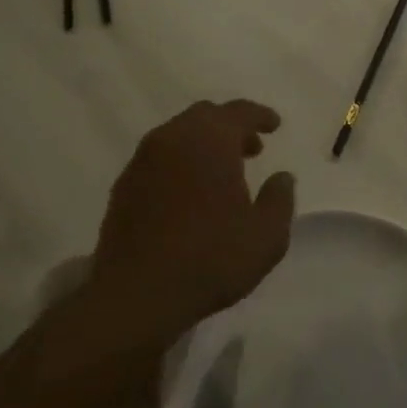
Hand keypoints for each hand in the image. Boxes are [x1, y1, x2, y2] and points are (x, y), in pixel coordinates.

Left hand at [83, 100, 295, 349]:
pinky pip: (159, 158)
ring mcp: (143, 160)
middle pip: (205, 116)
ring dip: (203, 143)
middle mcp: (173, 139)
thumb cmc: (210, 259)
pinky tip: (190, 192)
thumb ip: (280, 199)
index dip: (261, 116)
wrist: (136, 295)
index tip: (275, 126)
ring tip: (221, 172)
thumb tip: (282, 177)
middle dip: (231, 127)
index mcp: (210, 140)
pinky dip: (180, 162)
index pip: (239, 112)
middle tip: (251, 149)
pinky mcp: (124, 185)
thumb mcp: (266, 236)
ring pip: (179, 134)